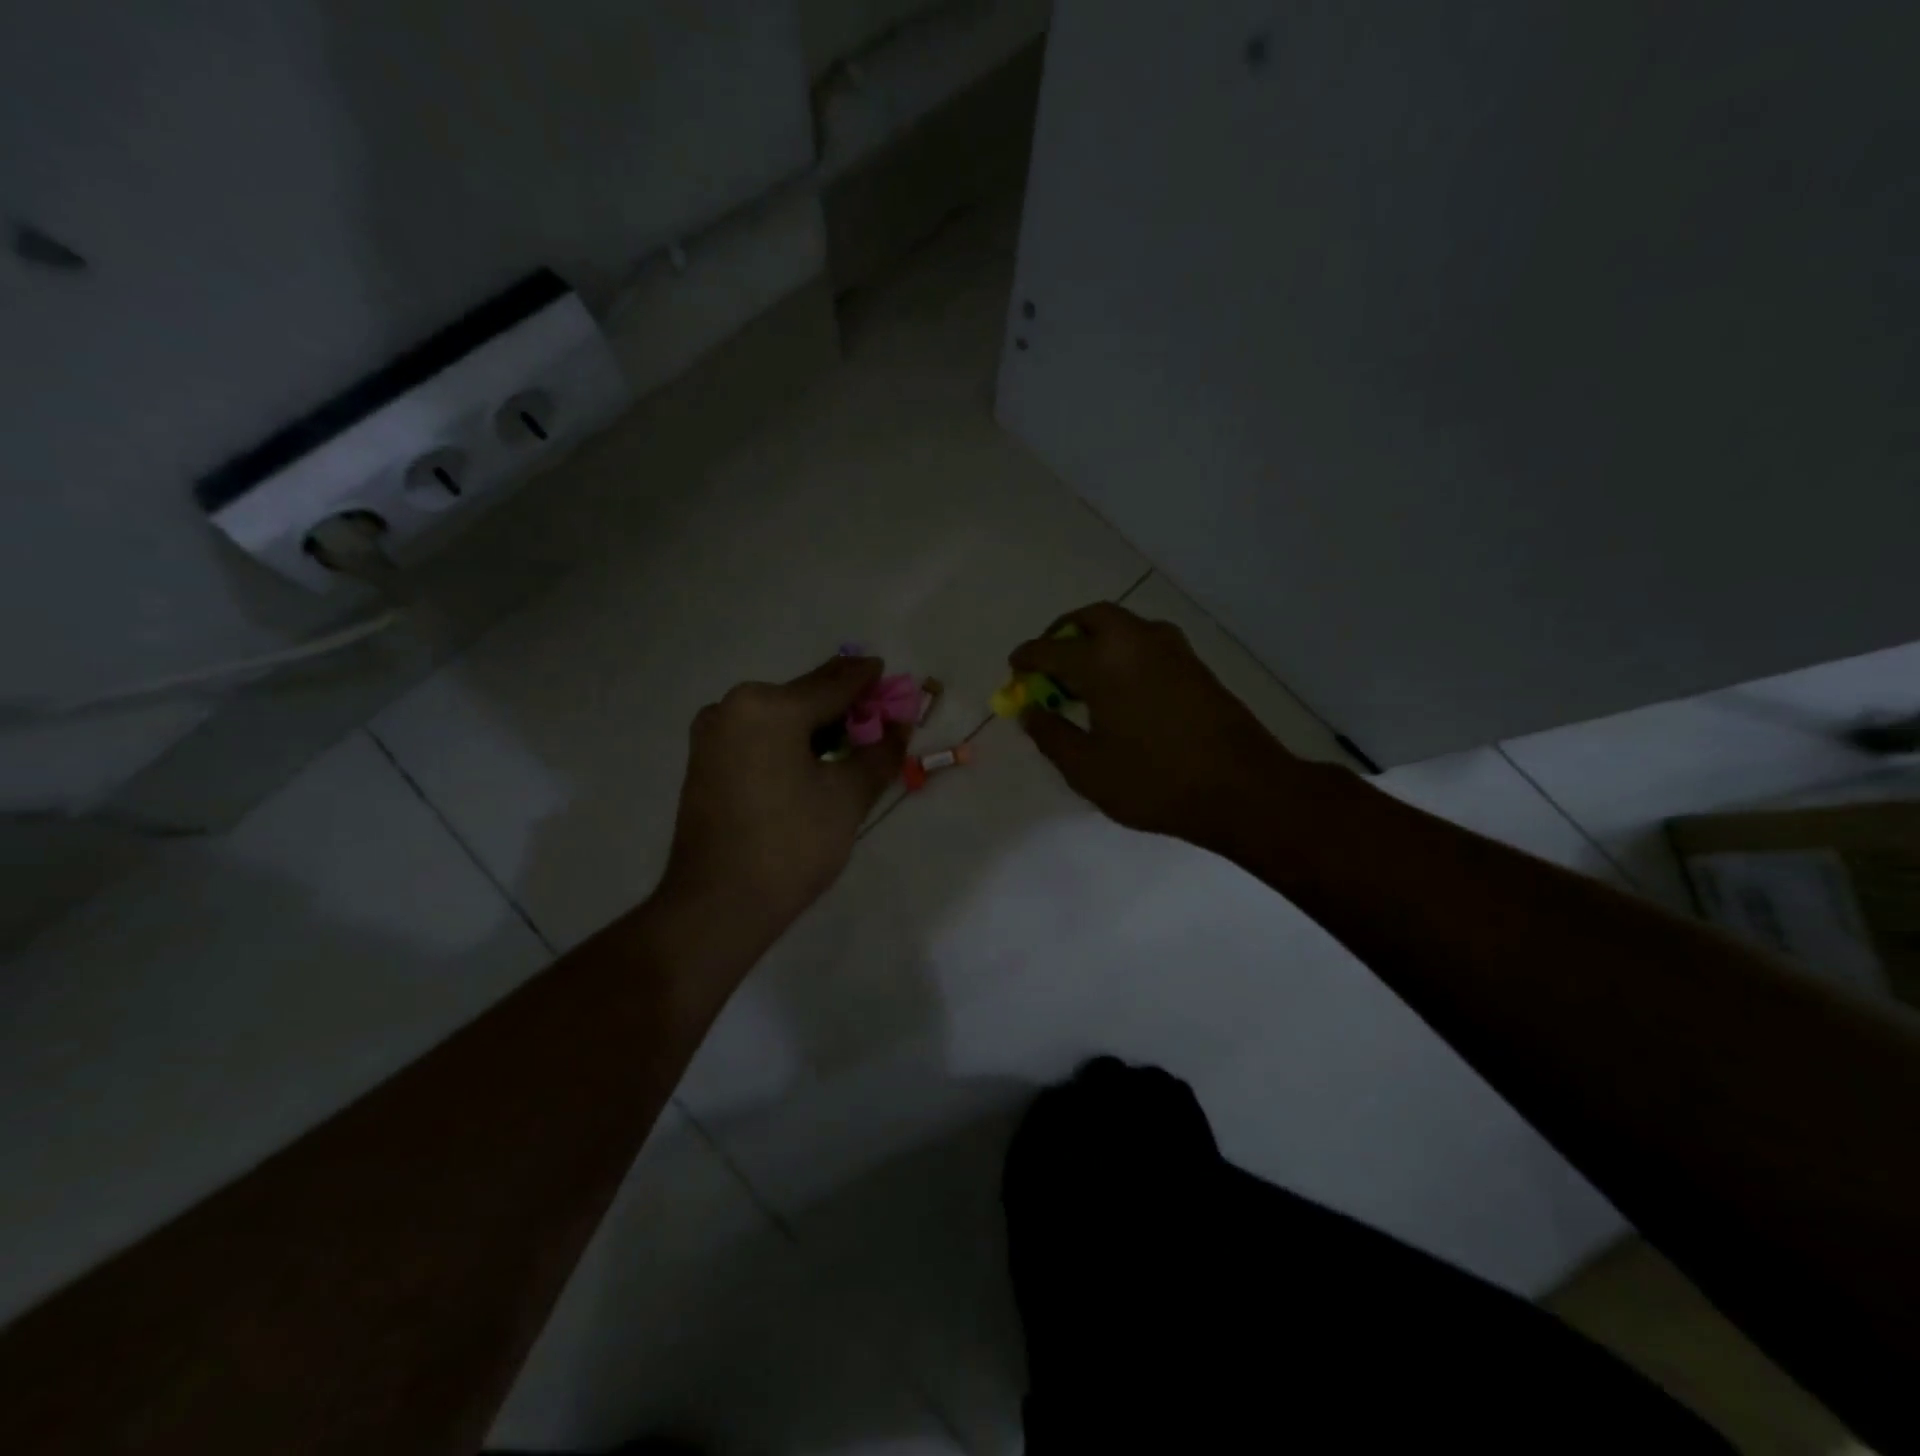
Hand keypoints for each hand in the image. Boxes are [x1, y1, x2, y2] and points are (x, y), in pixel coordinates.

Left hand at [660, 656, 907, 946]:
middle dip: (843, 706)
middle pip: (803, 697)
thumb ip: (880, 752)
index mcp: (768, 706)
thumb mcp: (848, 796)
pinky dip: (787, 742)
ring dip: (815, 726)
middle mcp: (732, 706)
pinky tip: (810, 763)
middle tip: (877, 720)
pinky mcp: (703, 761)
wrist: (718, 905)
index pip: (833, 683)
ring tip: (849, 746)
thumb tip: (900, 726)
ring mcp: (711, 734)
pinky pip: (756, 737)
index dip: (868, 680)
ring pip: (778, 718)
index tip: (891, 675)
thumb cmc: (791, 845)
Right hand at [1009, 602, 1305, 851]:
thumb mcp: (1088, 769)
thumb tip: (1031, 712)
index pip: (1051, 650)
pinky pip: (1145, 641)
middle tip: (1049, 661)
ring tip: (1083, 675)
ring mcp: (1171, 648)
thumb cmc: (1155, 781)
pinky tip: (1120, 687)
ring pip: (1123, 625)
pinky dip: (1122, 650)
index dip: (1026, 658)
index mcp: (1103, 662)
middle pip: (1090, 617)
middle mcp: (1136, 641)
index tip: (1014, 668)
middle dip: (1063, 633)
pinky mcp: (1194, 664)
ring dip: (1095, 638)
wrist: (1242, 788)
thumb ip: (1051, 736)